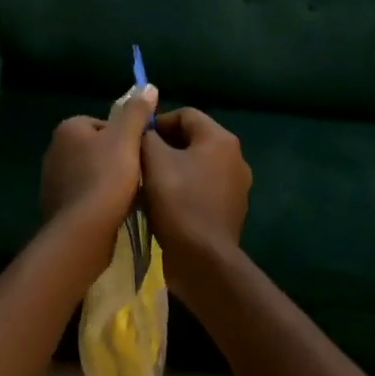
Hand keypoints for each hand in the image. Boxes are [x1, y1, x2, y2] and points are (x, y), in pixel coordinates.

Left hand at [41, 85, 158, 262]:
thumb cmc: (105, 178)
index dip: (125, 139)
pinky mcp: (56, 206)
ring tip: (128, 197)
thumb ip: (136, 112)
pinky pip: (84, 197)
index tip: (138, 155)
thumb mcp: (127, 139)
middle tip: (137, 177)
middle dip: (117, 161)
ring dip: (108, 183)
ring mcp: (52, 179)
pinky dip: (98, 202)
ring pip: (91, 174)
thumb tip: (148, 86)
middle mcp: (54, 150)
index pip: (104, 125)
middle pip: (98, 149)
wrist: (82, 232)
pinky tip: (113, 213)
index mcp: (68, 128)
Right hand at [141, 108, 250, 294]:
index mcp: (220, 139)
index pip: (185, 114)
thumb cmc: (178, 202)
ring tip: (148, 183)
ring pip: (198, 165)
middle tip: (139, 160)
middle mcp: (235, 157)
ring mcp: (237, 186)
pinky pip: (204, 188)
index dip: (158, 122)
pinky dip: (185, 189)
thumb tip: (146, 132)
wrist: (203, 261)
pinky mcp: (232, 210)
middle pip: (193, 139)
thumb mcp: (153, 161)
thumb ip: (147, 136)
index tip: (137, 140)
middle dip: (165, 146)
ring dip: (173, 168)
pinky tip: (165, 204)